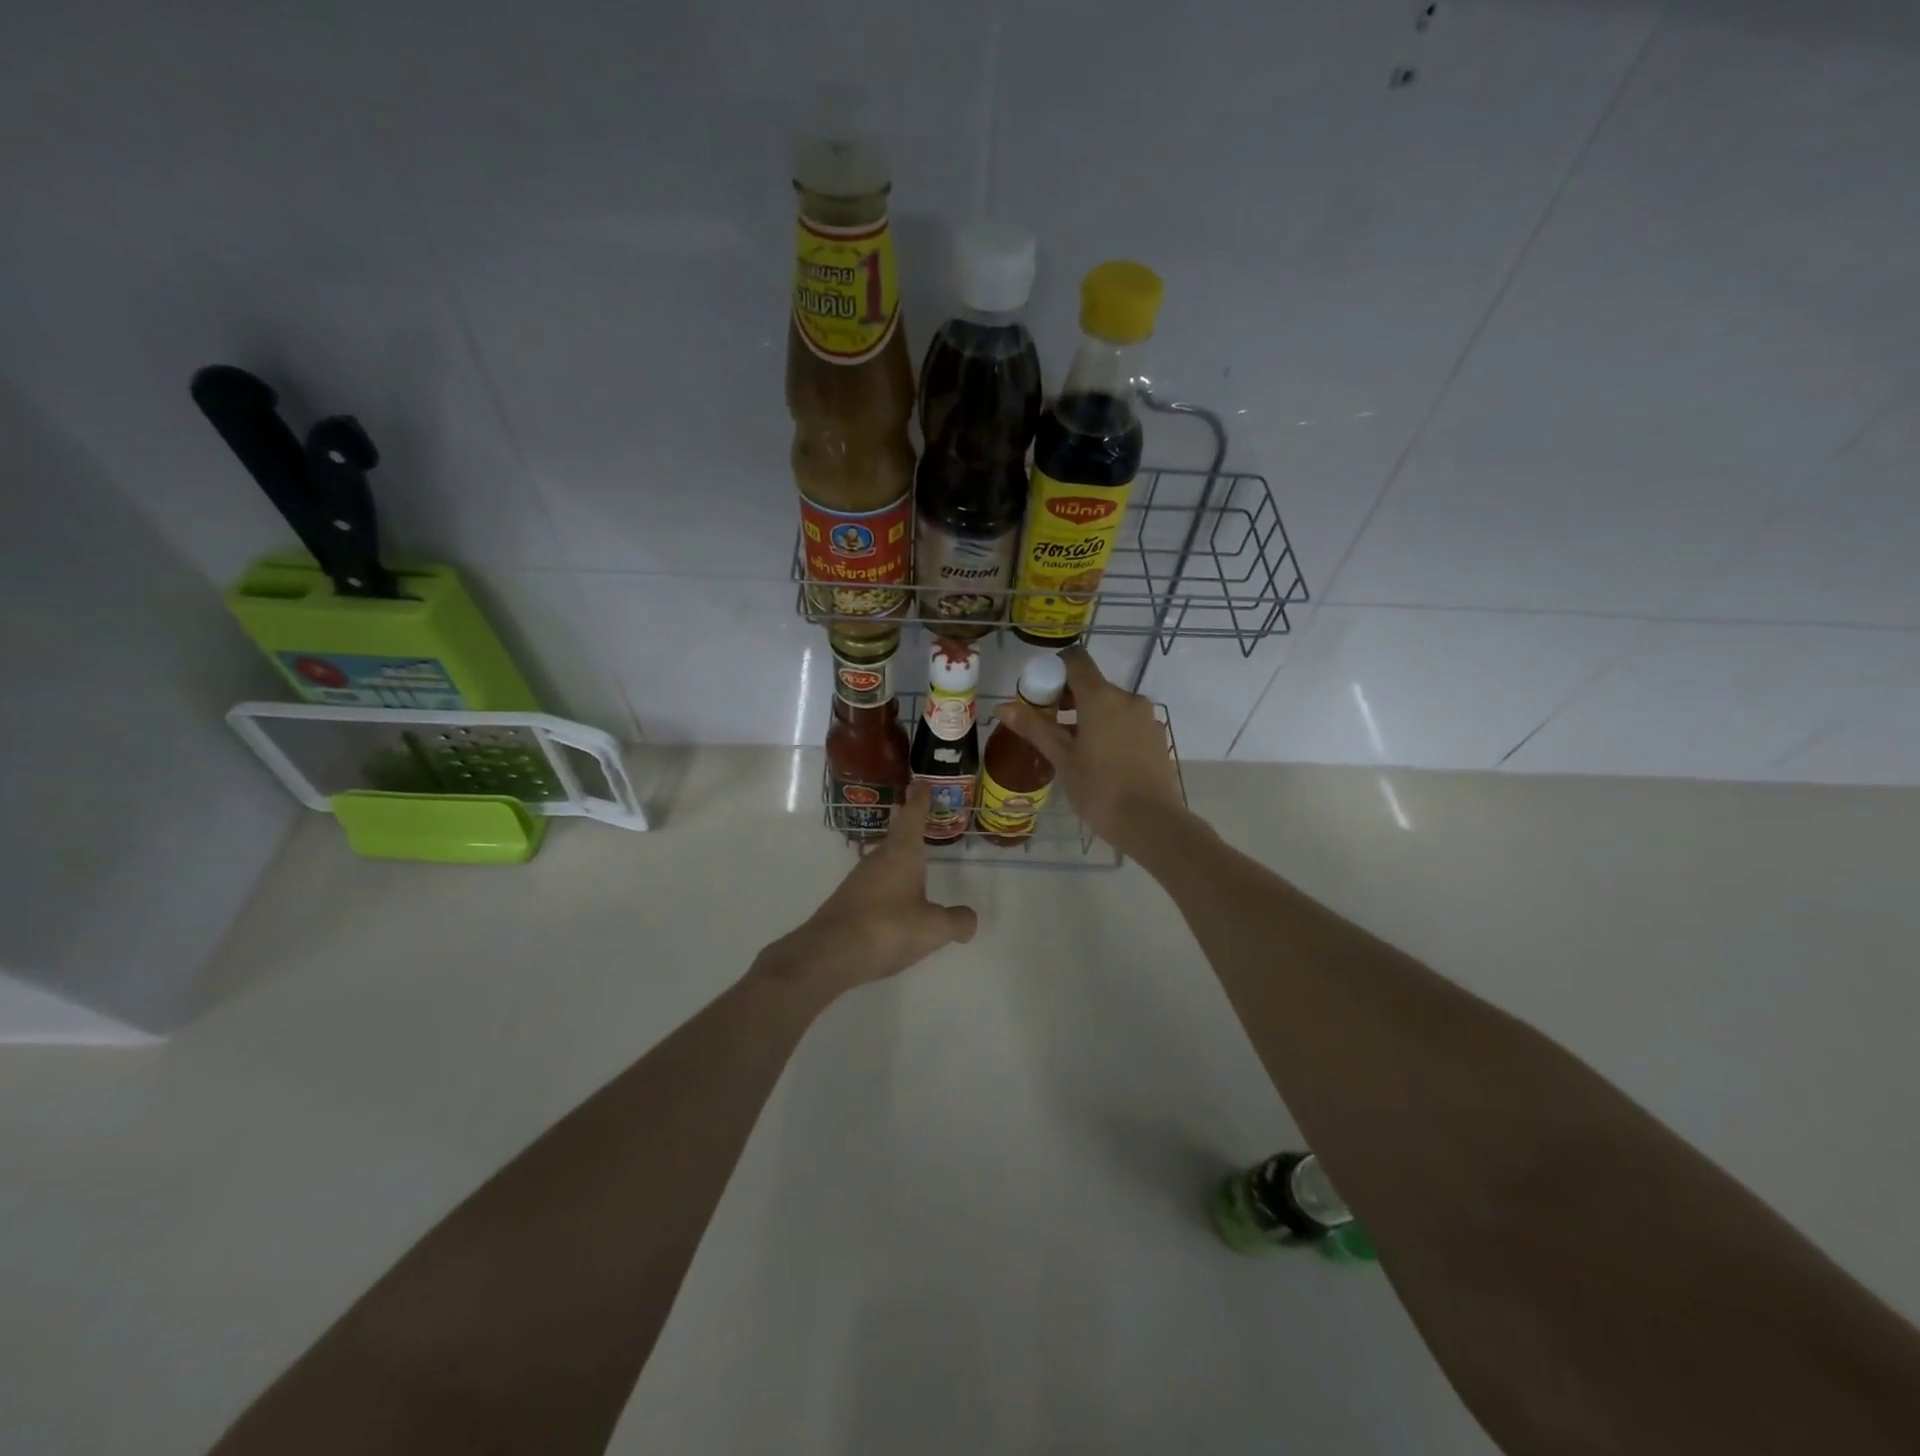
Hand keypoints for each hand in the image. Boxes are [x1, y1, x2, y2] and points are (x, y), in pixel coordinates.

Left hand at [757, 781, 977, 999]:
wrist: (828, 954)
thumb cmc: (887, 929)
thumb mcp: (933, 928)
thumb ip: (956, 921)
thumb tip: (969, 920)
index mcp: (902, 853)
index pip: (913, 817)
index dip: (920, 800)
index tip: (920, 782)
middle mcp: (878, 859)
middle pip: (896, 835)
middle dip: (908, 824)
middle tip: (917, 812)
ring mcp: (860, 880)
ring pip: (885, 859)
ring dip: (898, 855)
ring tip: (913, 858)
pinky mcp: (849, 902)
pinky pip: (876, 883)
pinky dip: (890, 883)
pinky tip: (896, 901)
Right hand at [993, 648, 1188, 858]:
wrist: (1151, 823)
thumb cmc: (1099, 789)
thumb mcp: (1062, 759)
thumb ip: (1034, 728)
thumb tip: (1003, 706)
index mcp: (1101, 697)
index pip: (1076, 660)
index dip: (1055, 669)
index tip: (1041, 695)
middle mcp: (1128, 698)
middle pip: (1093, 685)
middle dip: (1069, 699)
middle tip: (1050, 729)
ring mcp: (1146, 718)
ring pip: (1111, 706)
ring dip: (1090, 717)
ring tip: (1074, 750)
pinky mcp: (1157, 737)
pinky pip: (1127, 723)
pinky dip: (1110, 731)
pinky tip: (1101, 761)